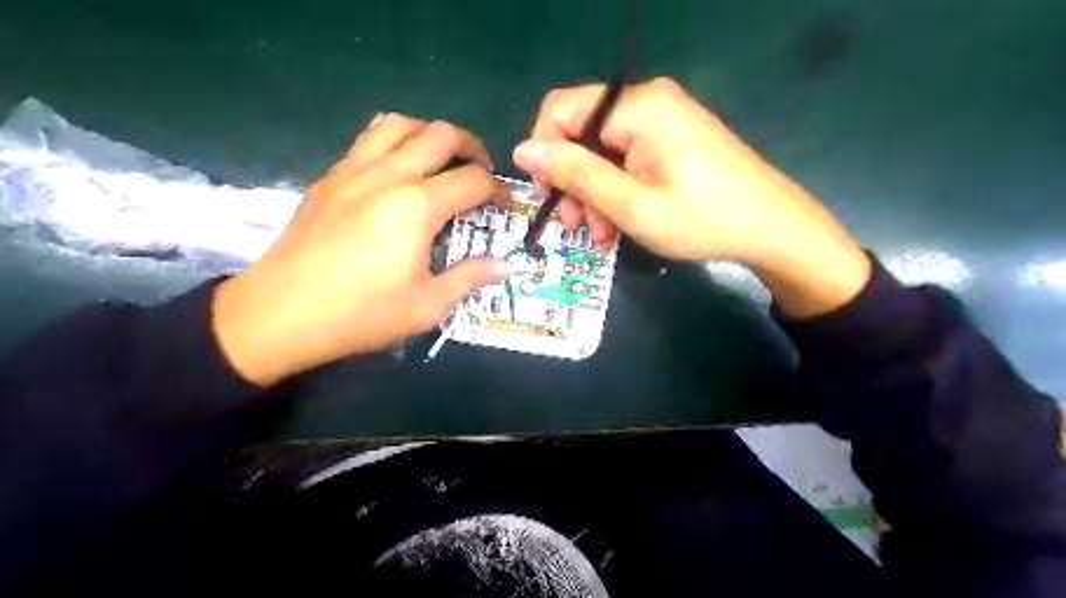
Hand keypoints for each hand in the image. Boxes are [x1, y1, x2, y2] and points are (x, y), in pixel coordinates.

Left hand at [212, 112, 511, 384]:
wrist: (281, 314)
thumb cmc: (362, 313)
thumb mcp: (427, 305)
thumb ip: (470, 278)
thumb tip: (507, 267)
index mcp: (418, 206)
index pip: (473, 180)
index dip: (497, 190)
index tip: (504, 206)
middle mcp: (389, 175)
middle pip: (441, 134)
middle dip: (472, 146)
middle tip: (480, 171)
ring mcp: (354, 170)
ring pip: (399, 124)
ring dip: (429, 133)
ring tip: (440, 160)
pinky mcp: (330, 177)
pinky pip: (368, 139)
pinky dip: (394, 141)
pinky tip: (397, 172)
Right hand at [511, 78, 869, 317]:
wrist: (772, 228)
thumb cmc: (702, 220)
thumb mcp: (632, 205)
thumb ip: (577, 174)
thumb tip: (523, 150)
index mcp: (637, 107)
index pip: (561, 110)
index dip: (545, 154)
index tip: (550, 198)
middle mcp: (647, 102)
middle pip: (582, 134)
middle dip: (573, 183)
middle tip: (579, 228)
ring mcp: (662, 119)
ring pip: (601, 152)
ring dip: (593, 194)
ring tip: (602, 236)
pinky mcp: (671, 138)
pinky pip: (625, 158)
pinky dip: (616, 191)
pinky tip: (619, 224)